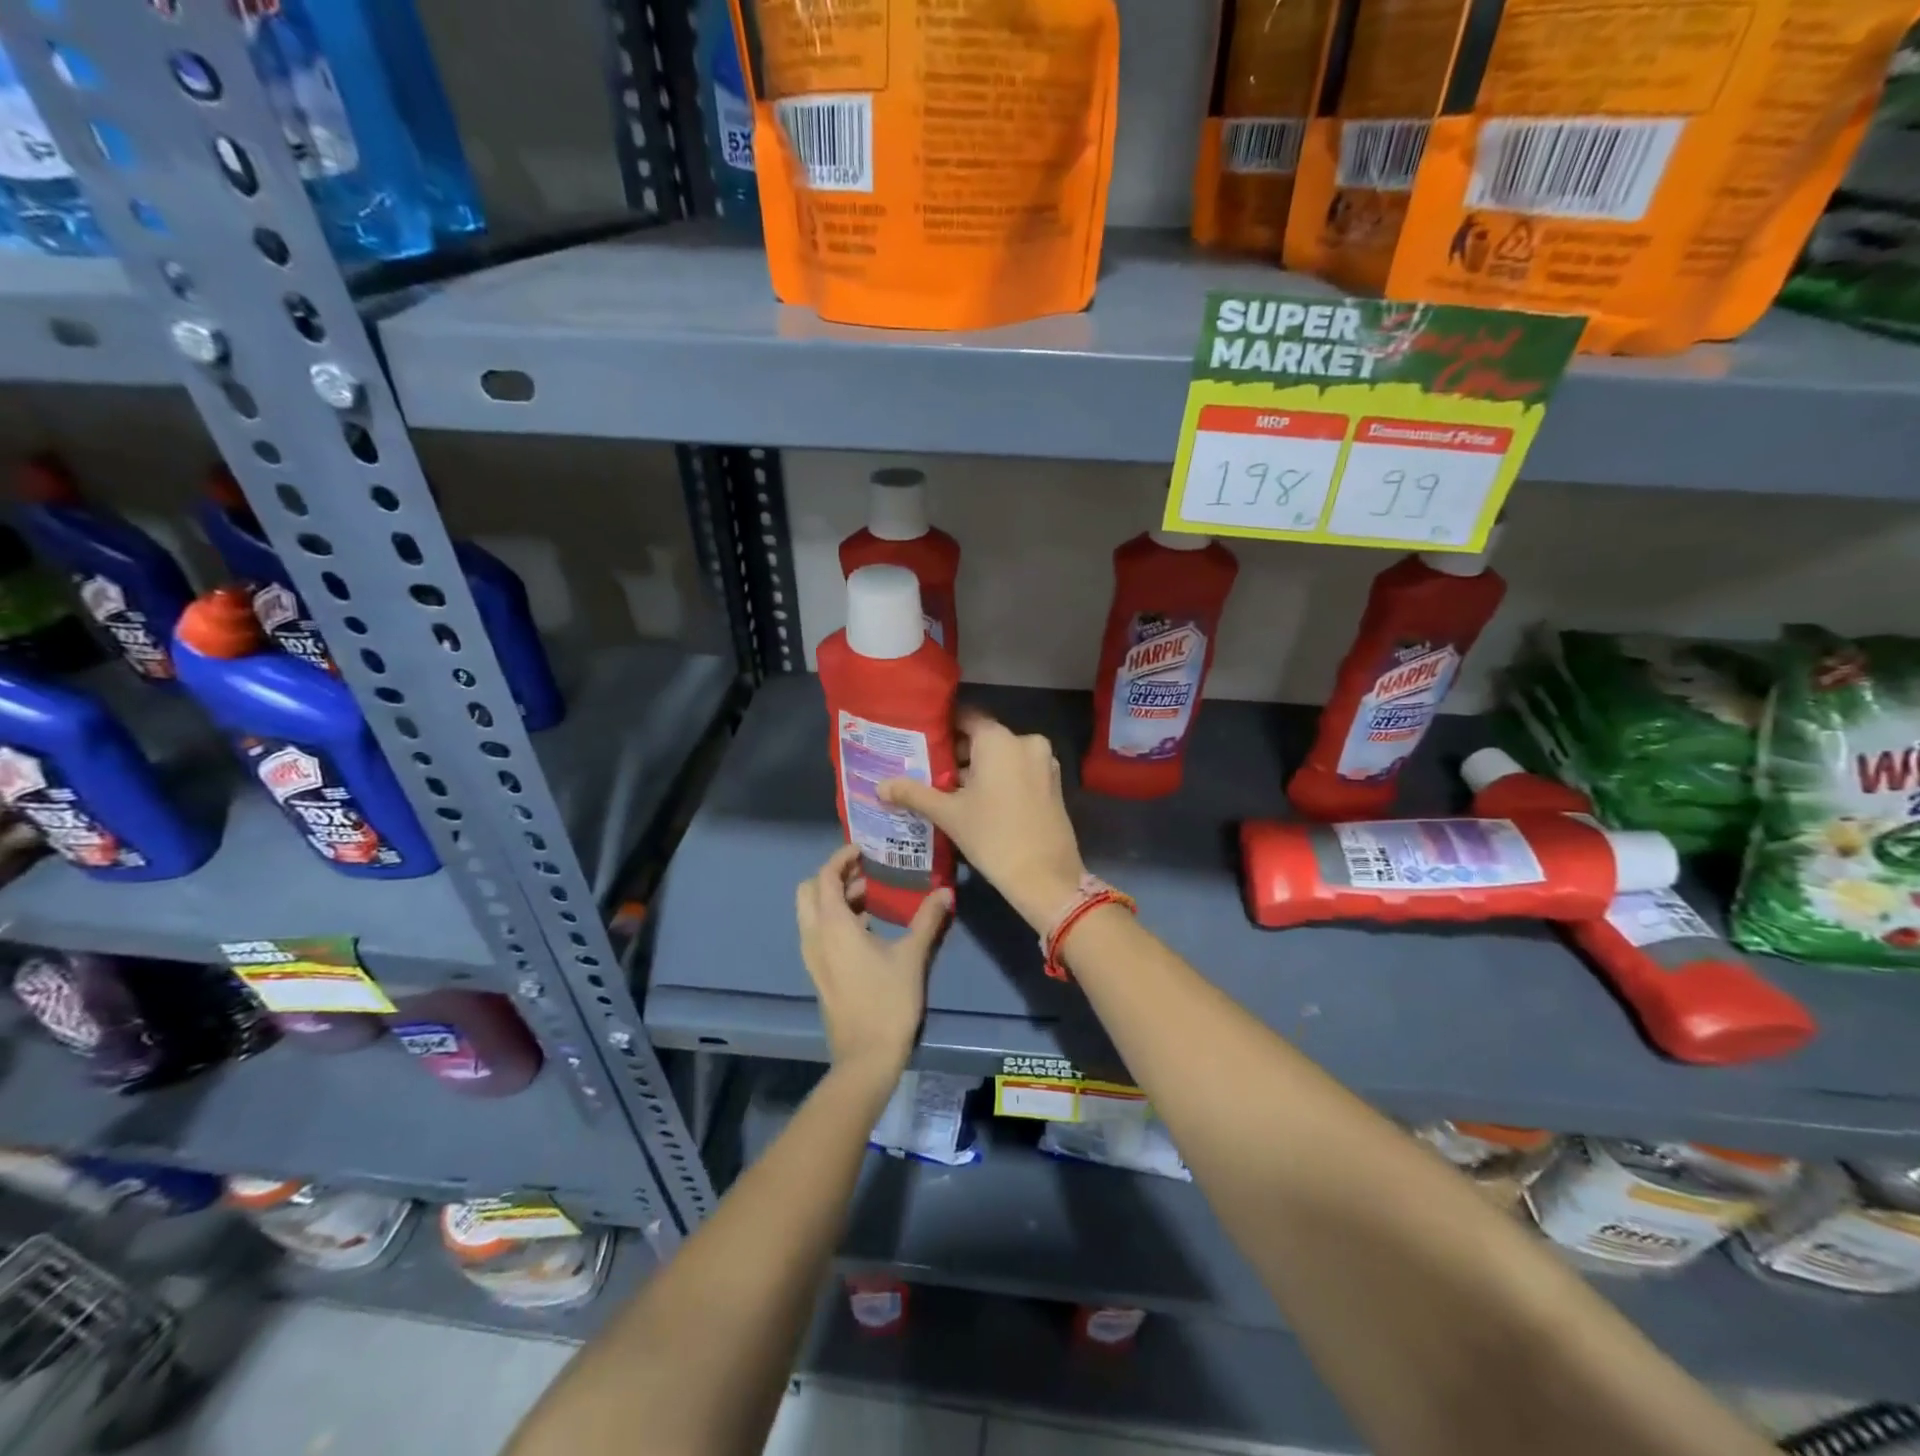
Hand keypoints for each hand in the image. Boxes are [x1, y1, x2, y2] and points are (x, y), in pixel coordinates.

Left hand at [796, 845, 949, 1075]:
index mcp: (832, 926)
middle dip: (833, 876)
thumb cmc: (888, 1001)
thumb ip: (927, 920)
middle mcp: (814, 936)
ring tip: (873, 896)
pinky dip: (835, 918)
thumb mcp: (912, 956)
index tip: (865, 849)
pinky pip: (818, 932)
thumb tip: (946, 892)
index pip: (825, 877)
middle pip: (809, 891)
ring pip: (812, 913)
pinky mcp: (819, 973)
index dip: (841, 858)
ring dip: (835, 898)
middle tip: (866, 872)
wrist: (866, 1057)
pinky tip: (867, 927)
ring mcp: (813, 957)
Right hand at [878, 706, 1087, 932]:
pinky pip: (1019, 770)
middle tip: (928, 770)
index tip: (920, 740)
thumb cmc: (992, 836)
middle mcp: (1025, 742)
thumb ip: (914, 793)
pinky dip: (999, 779)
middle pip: (984, 738)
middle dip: (957, 753)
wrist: (1045, 876)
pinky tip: (978, 802)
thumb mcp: (948, 814)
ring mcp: (1044, 762)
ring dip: (978, 769)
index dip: (942, 727)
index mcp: (999, 739)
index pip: (965, 717)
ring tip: (948, 790)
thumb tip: (880, 786)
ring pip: (1002, 756)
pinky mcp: (1053, 784)